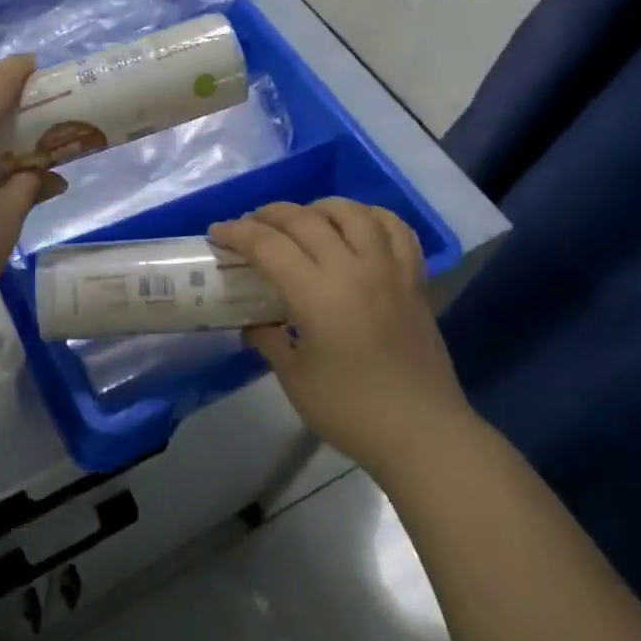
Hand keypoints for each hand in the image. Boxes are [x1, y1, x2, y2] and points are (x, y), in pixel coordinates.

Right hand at [209, 199, 469, 476]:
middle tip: (250, 224)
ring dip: (319, 207)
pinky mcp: (414, 279)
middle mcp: (352, 268)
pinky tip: (357, 226)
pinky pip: (396, 229)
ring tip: (303, 219)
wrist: (422, 432)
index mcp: (316, 293)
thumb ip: (269, 341)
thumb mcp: (295, 379)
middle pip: (305, 219)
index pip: (268, 245)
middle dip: (269, 214)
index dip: (237, 233)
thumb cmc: (351, 410)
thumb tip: (254, 324)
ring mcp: (388, 269)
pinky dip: (371, 216)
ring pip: (352, 213)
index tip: (217, 232)